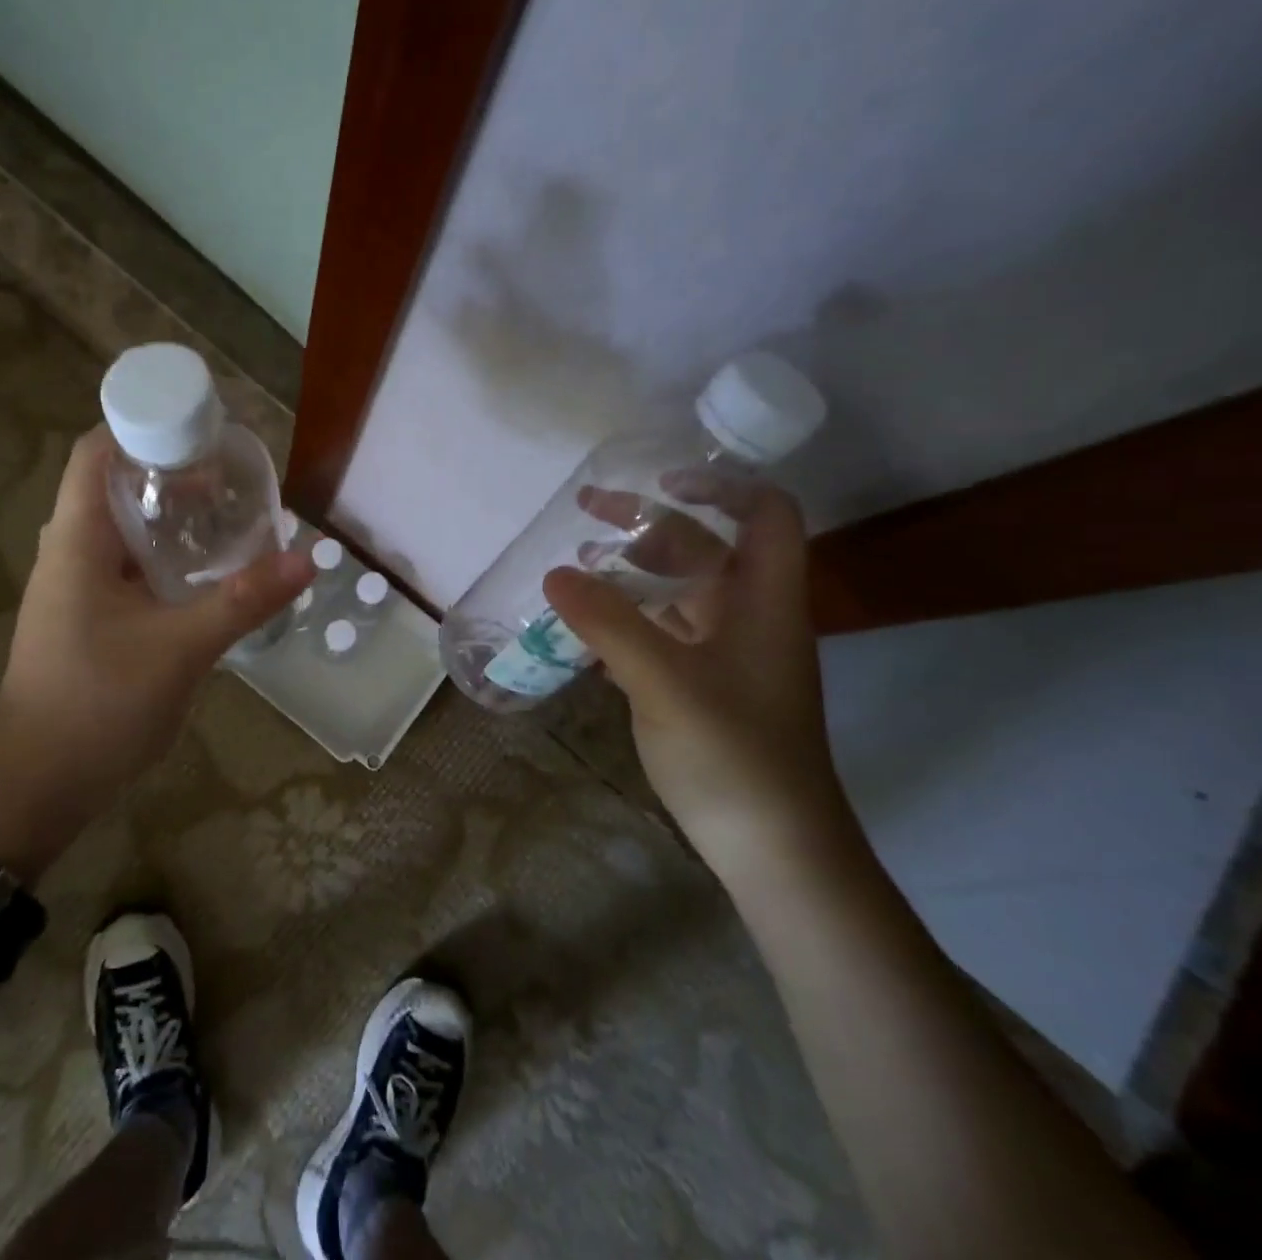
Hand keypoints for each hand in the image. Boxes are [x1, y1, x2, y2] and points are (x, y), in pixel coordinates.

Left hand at [0, 427, 311, 874]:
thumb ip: (243, 600)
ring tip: (225, 516)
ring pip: (123, 531)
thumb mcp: (180, 649)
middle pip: (114, 486)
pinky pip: (127, 569)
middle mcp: (70, 552)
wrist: (36, 784)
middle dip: (168, 473)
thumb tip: (307, 558)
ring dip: (168, 518)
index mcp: (77, 540)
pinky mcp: (87, 619)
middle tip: (228, 478)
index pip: (97, 452)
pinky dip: (163, 558)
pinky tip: (202, 573)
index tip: (199, 429)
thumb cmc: (98, 704)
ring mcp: (75, 588)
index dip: (142, 426)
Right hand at [543, 472, 852, 863]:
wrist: (775, 851)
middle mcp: (749, 618)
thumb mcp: (664, 682)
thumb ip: (608, 624)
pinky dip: (626, 618)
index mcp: (762, 601)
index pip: (765, 515)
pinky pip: (662, 633)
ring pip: (679, 592)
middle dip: (648, 524)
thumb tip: (554, 573)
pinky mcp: (704, 687)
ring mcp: (726, 655)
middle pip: (705, 548)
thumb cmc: (734, 756)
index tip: (658, 480)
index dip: (720, 485)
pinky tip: (583, 628)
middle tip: (585, 514)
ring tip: (574, 567)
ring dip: (631, 572)